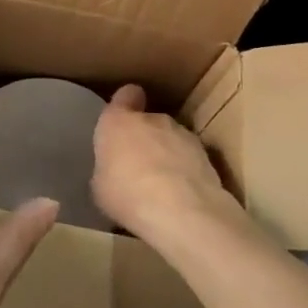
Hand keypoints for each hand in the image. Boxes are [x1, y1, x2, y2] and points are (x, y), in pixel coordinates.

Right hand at [91, 83, 245, 245]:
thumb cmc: (127, 195)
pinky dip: (186, 170)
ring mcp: (183, 135)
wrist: (181, 211)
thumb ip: (108, 167)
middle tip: (138, 164)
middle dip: (145, 137)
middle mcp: (152, 119)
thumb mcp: (100, 186)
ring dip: (167, 153)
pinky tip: (182, 195)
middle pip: (149, 120)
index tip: (122, 117)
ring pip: (172, 138)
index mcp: (118, 121)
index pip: (125, 95)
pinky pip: (190, 158)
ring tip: (163, 184)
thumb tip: (115, 170)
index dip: (125, 103)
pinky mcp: (207, 155)